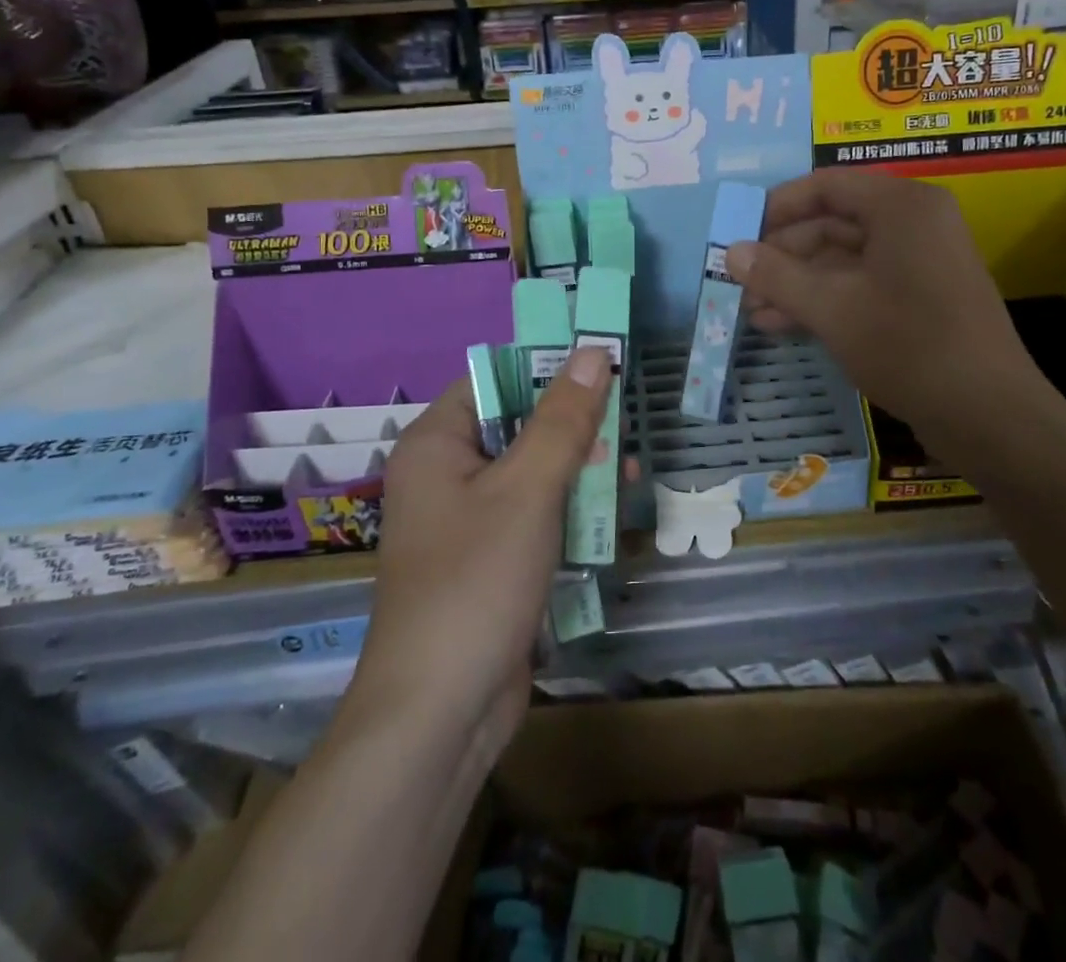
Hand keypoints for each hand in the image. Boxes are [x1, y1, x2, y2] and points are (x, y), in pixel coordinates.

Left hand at [348, 347, 612, 758]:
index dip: (548, 367)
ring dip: (578, 470)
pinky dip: (568, 510)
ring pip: (531, 472)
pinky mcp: (489, 559)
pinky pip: (533, 514)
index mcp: (436, 443)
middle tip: (627, 421)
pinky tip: (608, 515)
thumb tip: (594, 351)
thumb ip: (563, 419)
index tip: (604, 366)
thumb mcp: (528, 489)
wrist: (440, 713)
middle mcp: (445, 473)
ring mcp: (467, 520)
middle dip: (574, 425)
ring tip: (628, 471)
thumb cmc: (476, 581)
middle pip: (517, 425)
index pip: (496, 379)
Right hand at [725, 170, 1051, 441]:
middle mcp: (913, 223)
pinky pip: (860, 285)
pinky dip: (823, 300)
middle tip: (738, 280)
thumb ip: (776, 275)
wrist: (988, 415)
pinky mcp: (919, 298)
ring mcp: (918, 262)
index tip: (737, 232)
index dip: (776, 206)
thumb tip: (730, 252)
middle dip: (782, 255)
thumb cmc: (907, 344)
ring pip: (842, 260)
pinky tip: (781, 325)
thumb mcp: (831, 307)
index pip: (825, 186)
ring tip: (750, 310)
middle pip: (832, 223)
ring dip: (796, 283)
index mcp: (901, 206)